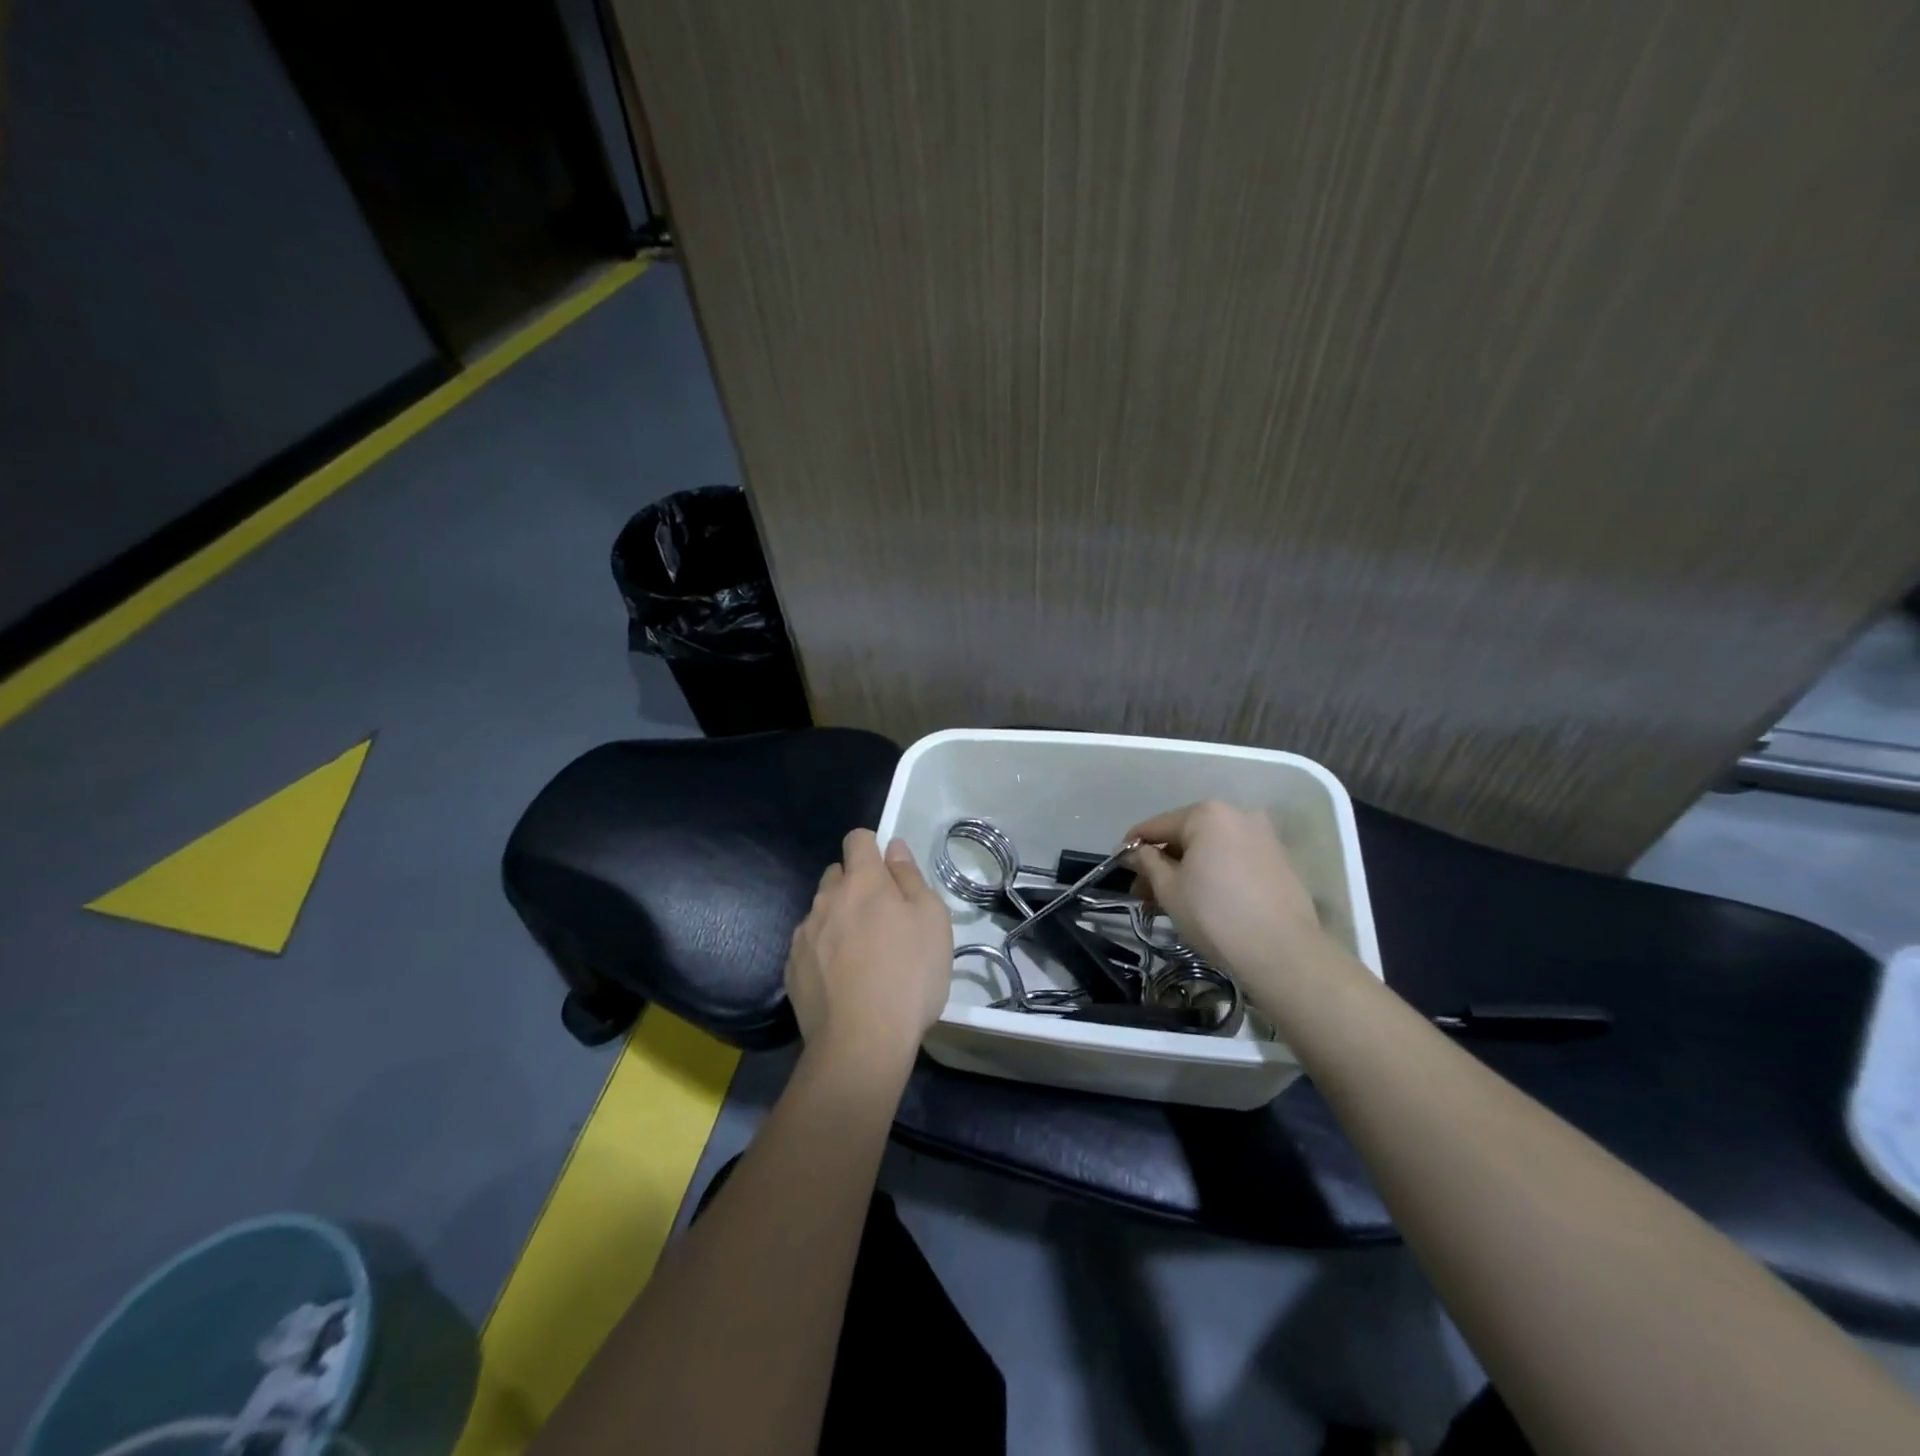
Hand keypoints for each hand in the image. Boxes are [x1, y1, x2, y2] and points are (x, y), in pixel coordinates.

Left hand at [785, 829, 952, 1074]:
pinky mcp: (792, 968)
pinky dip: (824, 952)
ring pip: (822, 911)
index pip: (857, 839)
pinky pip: (810, 945)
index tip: (889, 873)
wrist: (862, 1042)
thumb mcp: (932, 920)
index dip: (873, 847)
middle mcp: (826, 899)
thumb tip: (894, 848)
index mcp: (862, 882)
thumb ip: (910, 877)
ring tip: (862, 956)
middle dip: (856, 885)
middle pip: (837, 874)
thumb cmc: (909, 975)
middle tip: (882, 919)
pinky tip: (843, 981)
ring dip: (839, 919)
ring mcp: (804, 934)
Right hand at [1126, 801, 1325, 976]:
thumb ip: (1147, 862)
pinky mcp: (1280, 861)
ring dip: (1188, 869)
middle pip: (1186, 835)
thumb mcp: (1169, 889)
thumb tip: (1135, 852)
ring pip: (1211, 849)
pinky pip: (1234, 859)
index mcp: (1208, 814)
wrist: (1282, 953)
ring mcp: (1264, 837)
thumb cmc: (1215, 915)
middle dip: (1162, 862)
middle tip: (1144, 892)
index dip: (1133, 846)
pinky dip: (1214, 873)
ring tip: (1171, 901)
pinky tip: (1204, 899)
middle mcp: (1238, 815)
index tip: (1119, 865)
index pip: (1157, 825)